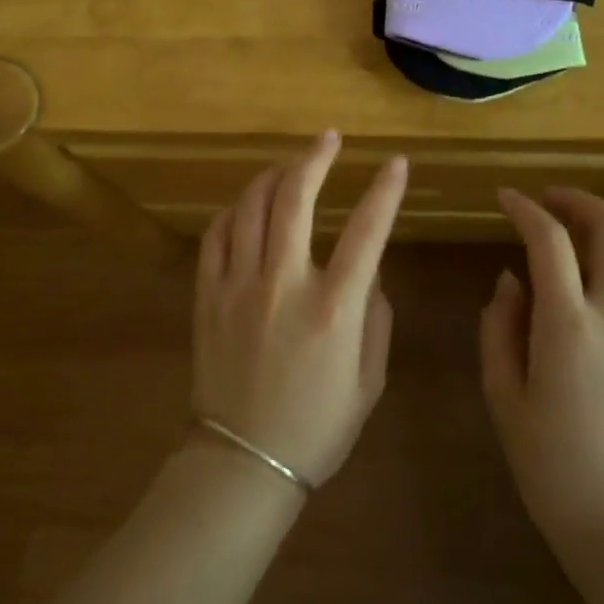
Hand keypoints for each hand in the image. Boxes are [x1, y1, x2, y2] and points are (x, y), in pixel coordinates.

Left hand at [192, 133, 407, 487]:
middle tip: (329, 139)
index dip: (385, 190)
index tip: (396, 163)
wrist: (242, 464)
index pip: (367, 230)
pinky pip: (216, 235)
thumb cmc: (316, 428)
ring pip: (251, 207)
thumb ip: (374, 317)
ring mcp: (238, 286)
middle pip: (295, 199)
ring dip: (273, 175)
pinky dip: (234, 211)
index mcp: (333, 308)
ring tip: (290, 165)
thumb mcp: (368, 381)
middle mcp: (284, 285)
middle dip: (315, 158)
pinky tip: (247, 206)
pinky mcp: (207, 295)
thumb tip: (369, 270)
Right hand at [481, 187, 603, 559]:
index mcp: (567, 326)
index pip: (548, 240)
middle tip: (550, 203)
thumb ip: (498, 326)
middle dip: (578, 201)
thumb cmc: (550, 463)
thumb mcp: (502, 395)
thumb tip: (511, 279)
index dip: (524, 208)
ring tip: (585, 237)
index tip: (506, 199)